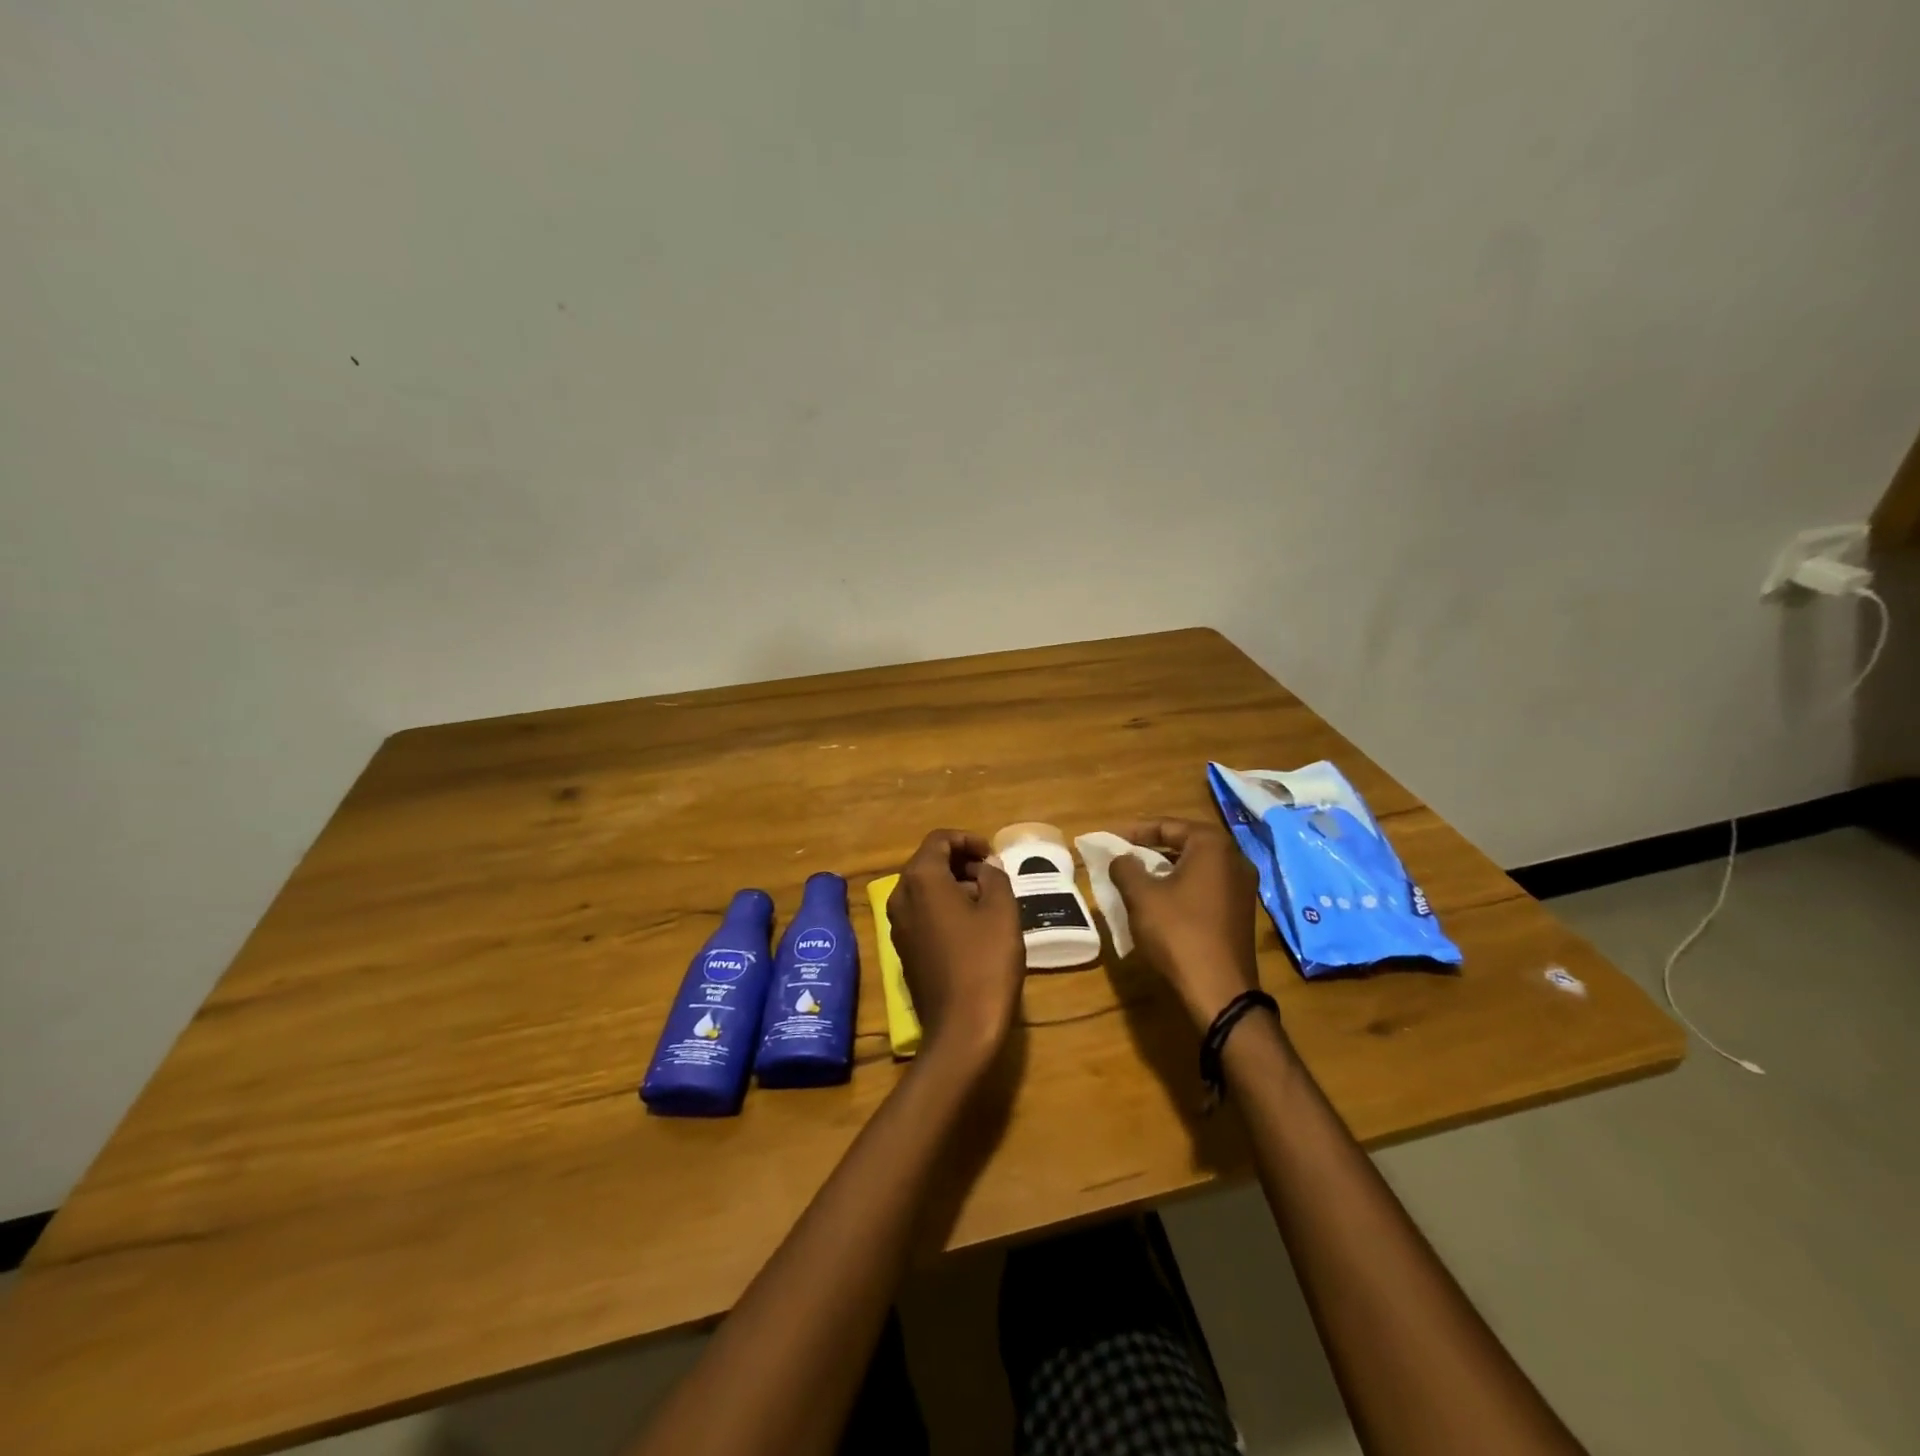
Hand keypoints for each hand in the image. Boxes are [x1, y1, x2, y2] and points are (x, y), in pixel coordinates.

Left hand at [886, 829, 1025, 1075]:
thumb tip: (985, 867)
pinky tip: (972, 926)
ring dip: (953, 885)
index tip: (992, 855)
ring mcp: (897, 925)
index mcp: (921, 879)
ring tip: (987, 900)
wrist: (961, 1027)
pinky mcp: (903, 949)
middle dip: (961, 862)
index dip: (968, 840)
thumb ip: (994, 876)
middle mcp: (900, 896)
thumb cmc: (985, 961)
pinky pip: (922, 912)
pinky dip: (943, 907)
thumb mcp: (1002, 910)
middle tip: (993, 875)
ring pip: (924, 888)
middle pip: (928, 862)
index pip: (939, 839)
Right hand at [1108, 818, 1261, 1031]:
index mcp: (1212, 845)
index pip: (1168, 825)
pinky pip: (1207, 886)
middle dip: (1152, 849)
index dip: (1135, 831)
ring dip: (1166, 869)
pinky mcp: (1241, 911)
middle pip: (1185, 843)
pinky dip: (1182, 887)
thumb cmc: (1178, 933)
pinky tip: (1161, 901)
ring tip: (1137, 878)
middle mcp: (1234, 859)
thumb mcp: (1141, 896)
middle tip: (1123, 856)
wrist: (1219, 990)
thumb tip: (1122, 859)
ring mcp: (1243, 887)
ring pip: (1196, 866)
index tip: (1111, 840)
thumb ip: (1125, 868)